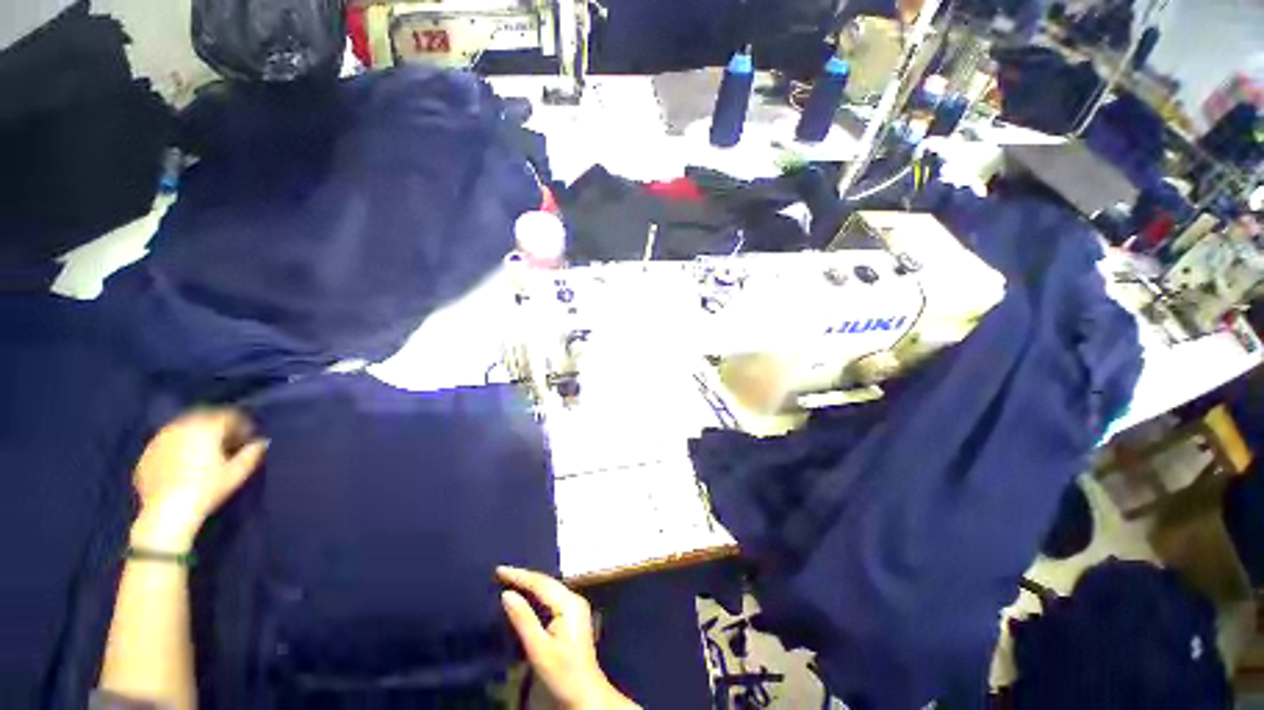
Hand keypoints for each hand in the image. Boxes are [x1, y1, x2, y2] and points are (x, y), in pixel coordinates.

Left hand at [130, 409, 268, 550]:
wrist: (168, 511)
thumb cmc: (207, 488)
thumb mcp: (237, 473)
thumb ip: (252, 453)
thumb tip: (262, 442)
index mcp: (205, 427)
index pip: (228, 416)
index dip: (242, 424)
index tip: (248, 437)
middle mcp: (180, 426)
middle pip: (203, 418)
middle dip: (217, 427)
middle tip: (227, 442)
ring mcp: (159, 440)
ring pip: (182, 429)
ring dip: (195, 436)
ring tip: (204, 452)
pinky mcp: (146, 454)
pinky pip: (167, 444)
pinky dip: (177, 448)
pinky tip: (182, 463)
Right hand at [497, 567, 637, 709]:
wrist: (585, 694)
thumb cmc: (562, 673)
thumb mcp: (539, 648)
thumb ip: (523, 619)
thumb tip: (507, 594)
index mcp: (569, 603)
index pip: (541, 583)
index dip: (519, 576)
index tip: (499, 570)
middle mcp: (574, 599)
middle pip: (546, 583)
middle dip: (524, 577)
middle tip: (501, 573)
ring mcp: (575, 607)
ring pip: (549, 589)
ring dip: (529, 585)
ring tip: (509, 579)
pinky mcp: (572, 616)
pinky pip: (551, 598)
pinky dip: (536, 595)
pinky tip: (525, 596)